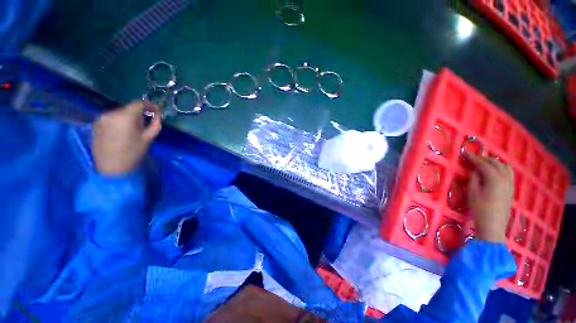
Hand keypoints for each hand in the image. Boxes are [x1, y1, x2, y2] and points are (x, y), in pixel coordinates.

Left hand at [93, 101, 161, 174]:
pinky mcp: (96, 124)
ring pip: (120, 113)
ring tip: (134, 128)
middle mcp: (110, 113)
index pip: (138, 103)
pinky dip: (119, 121)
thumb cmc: (133, 153)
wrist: (112, 168)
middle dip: (139, 113)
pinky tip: (122, 131)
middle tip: (146, 122)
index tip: (156, 111)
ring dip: (129, 117)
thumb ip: (155, 123)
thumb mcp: (149, 138)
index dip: (149, 105)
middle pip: (128, 108)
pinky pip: (111, 118)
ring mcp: (101, 118)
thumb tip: (158, 114)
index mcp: (125, 117)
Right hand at [466, 153, 513, 242]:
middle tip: (473, 158)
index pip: (484, 164)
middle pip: (496, 163)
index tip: (465, 153)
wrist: (493, 226)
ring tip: (484, 163)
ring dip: (494, 163)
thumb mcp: (472, 193)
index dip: (474, 158)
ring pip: (505, 167)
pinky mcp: (511, 189)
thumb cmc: (480, 209)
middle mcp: (505, 179)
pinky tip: (494, 171)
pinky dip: (501, 168)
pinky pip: (508, 173)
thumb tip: (475, 169)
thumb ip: (474, 178)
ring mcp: (510, 184)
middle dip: (484, 159)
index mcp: (495, 179)